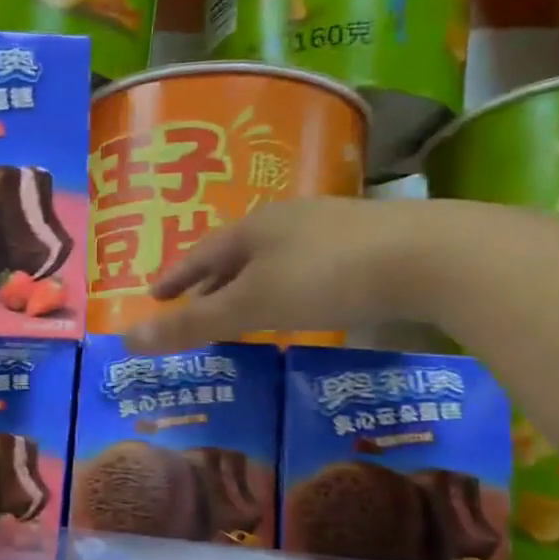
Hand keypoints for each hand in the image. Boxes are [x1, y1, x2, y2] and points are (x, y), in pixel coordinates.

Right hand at [121, 196, 467, 352]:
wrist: (432, 256)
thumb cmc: (325, 277)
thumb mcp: (250, 305)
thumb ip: (191, 325)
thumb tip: (126, 340)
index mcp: (252, 228)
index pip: (200, 253)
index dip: (175, 276)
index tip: (154, 294)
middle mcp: (286, 219)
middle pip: (236, 252)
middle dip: (211, 280)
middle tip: (193, 305)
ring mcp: (329, 226)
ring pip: (274, 257)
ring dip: (250, 282)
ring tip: (240, 306)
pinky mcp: (366, 242)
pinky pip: (307, 264)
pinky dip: (286, 284)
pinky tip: (298, 301)